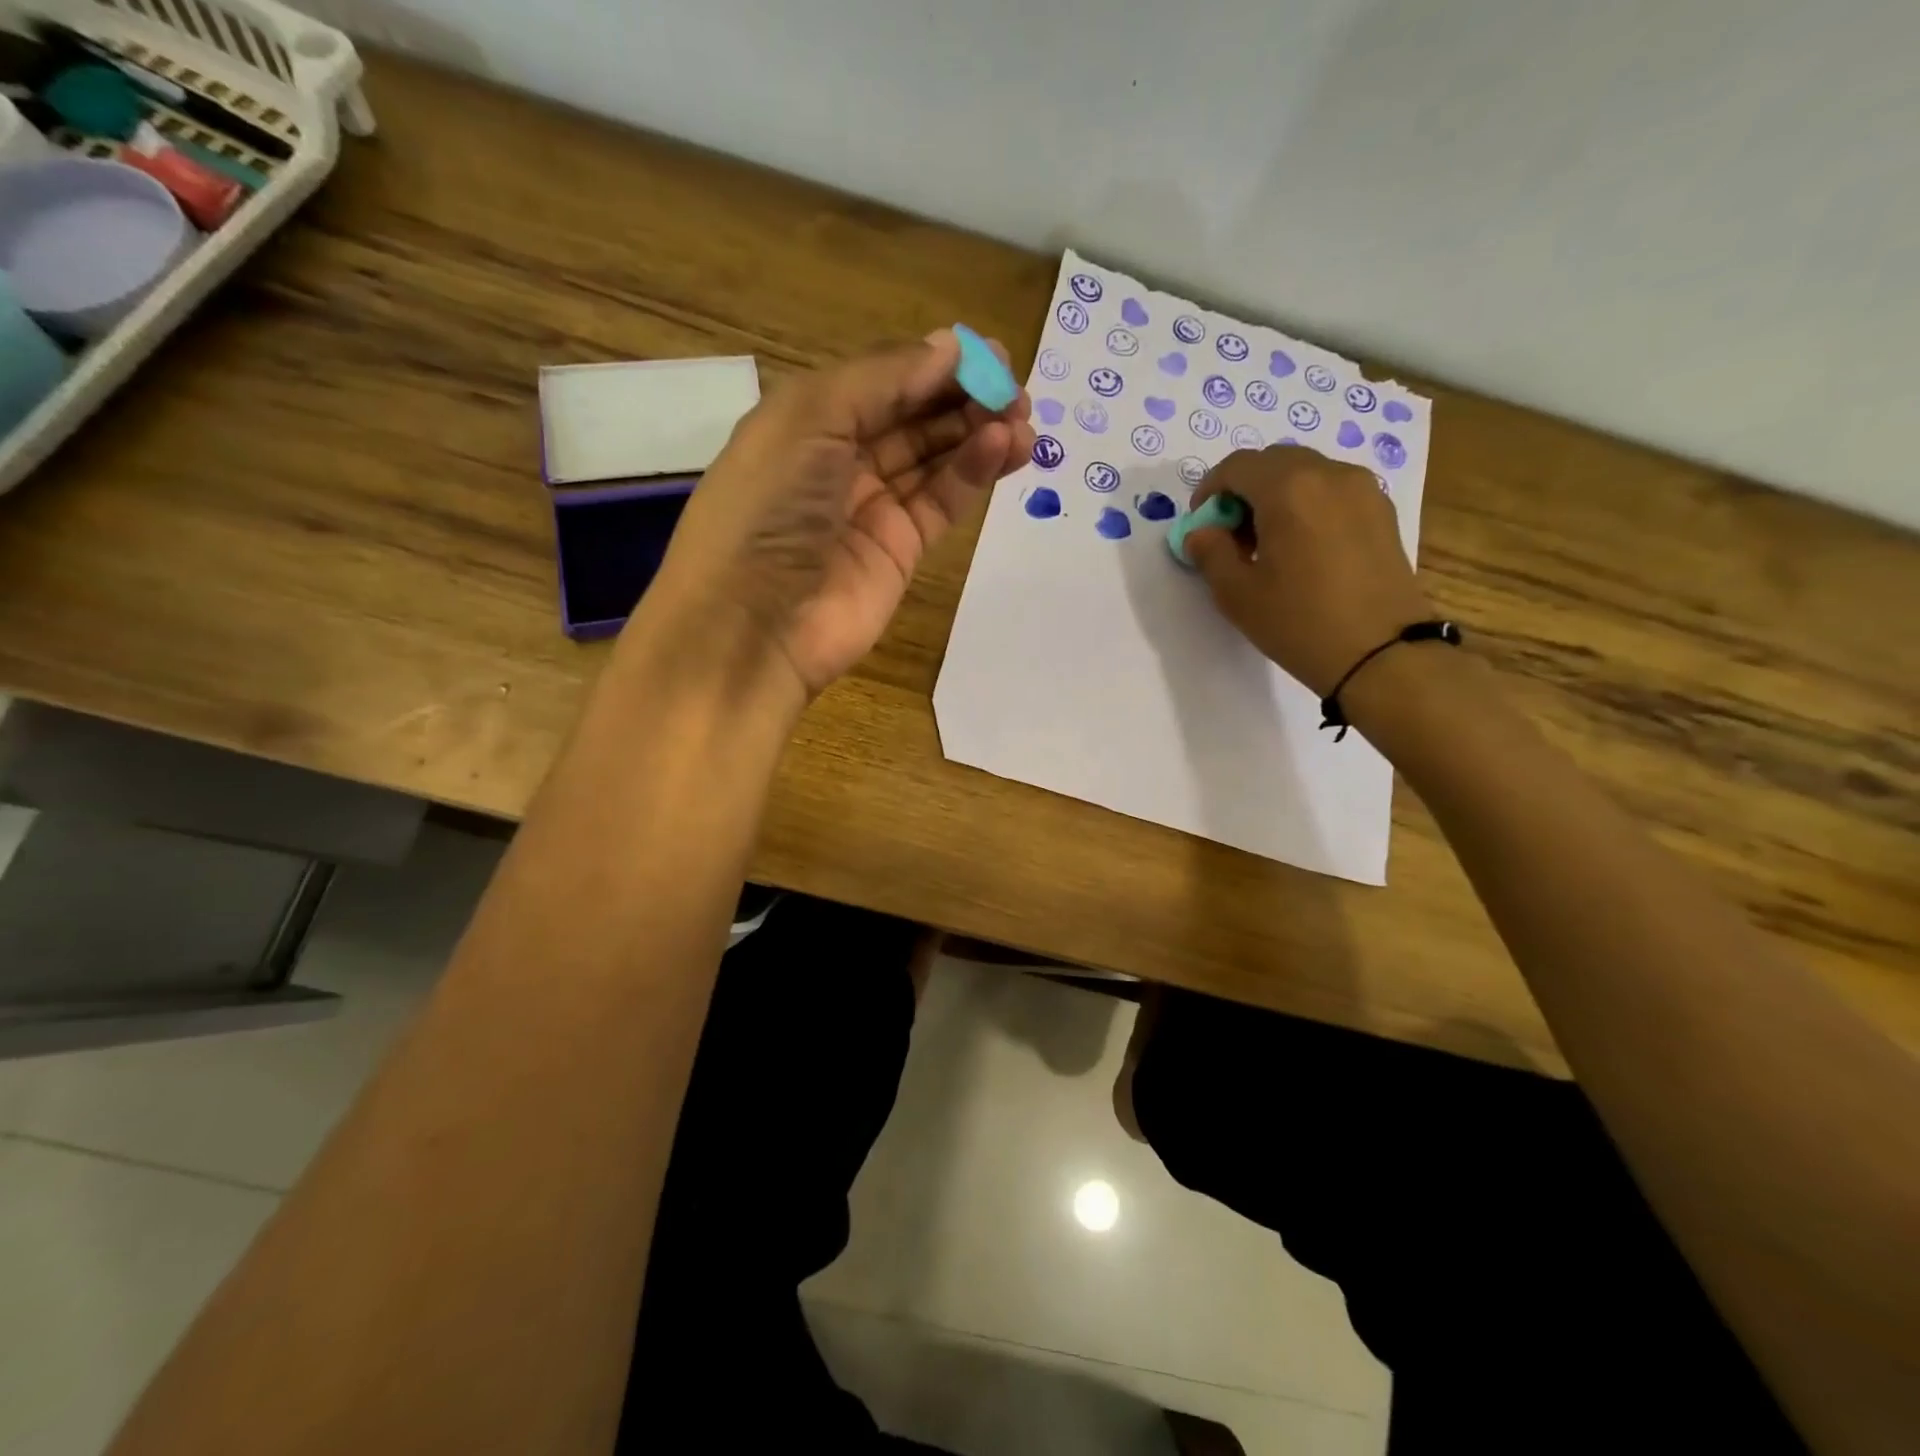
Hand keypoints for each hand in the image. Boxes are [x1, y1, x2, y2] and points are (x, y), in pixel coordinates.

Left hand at [644, 331, 1034, 698]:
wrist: (754, 626)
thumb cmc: (768, 508)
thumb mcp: (810, 418)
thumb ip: (883, 379)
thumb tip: (949, 347)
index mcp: (807, 420)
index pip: (882, 381)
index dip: (934, 365)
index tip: (989, 354)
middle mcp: (839, 460)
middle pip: (913, 418)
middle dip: (964, 398)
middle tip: (1017, 389)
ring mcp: (872, 509)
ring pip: (934, 460)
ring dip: (978, 435)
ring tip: (1024, 421)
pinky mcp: (900, 552)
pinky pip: (942, 502)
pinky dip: (972, 474)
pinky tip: (1002, 449)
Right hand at [1185, 446, 1430, 695]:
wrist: (1382, 653)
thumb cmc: (1299, 622)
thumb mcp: (1237, 594)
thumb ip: (1210, 553)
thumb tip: (1202, 532)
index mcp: (1288, 488)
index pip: (1237, 466)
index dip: (1210, 490)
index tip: (1202, 525)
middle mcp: (1329, 474)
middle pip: (1273, 462)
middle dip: (1244, 490)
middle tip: (1232, 535)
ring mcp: (1362, 489)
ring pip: (1306, 473)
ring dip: (1277, 496)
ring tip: (1268, 544)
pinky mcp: (1382, 511)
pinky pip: (1333, 491)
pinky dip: (1308, 505)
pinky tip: (1303, 549)